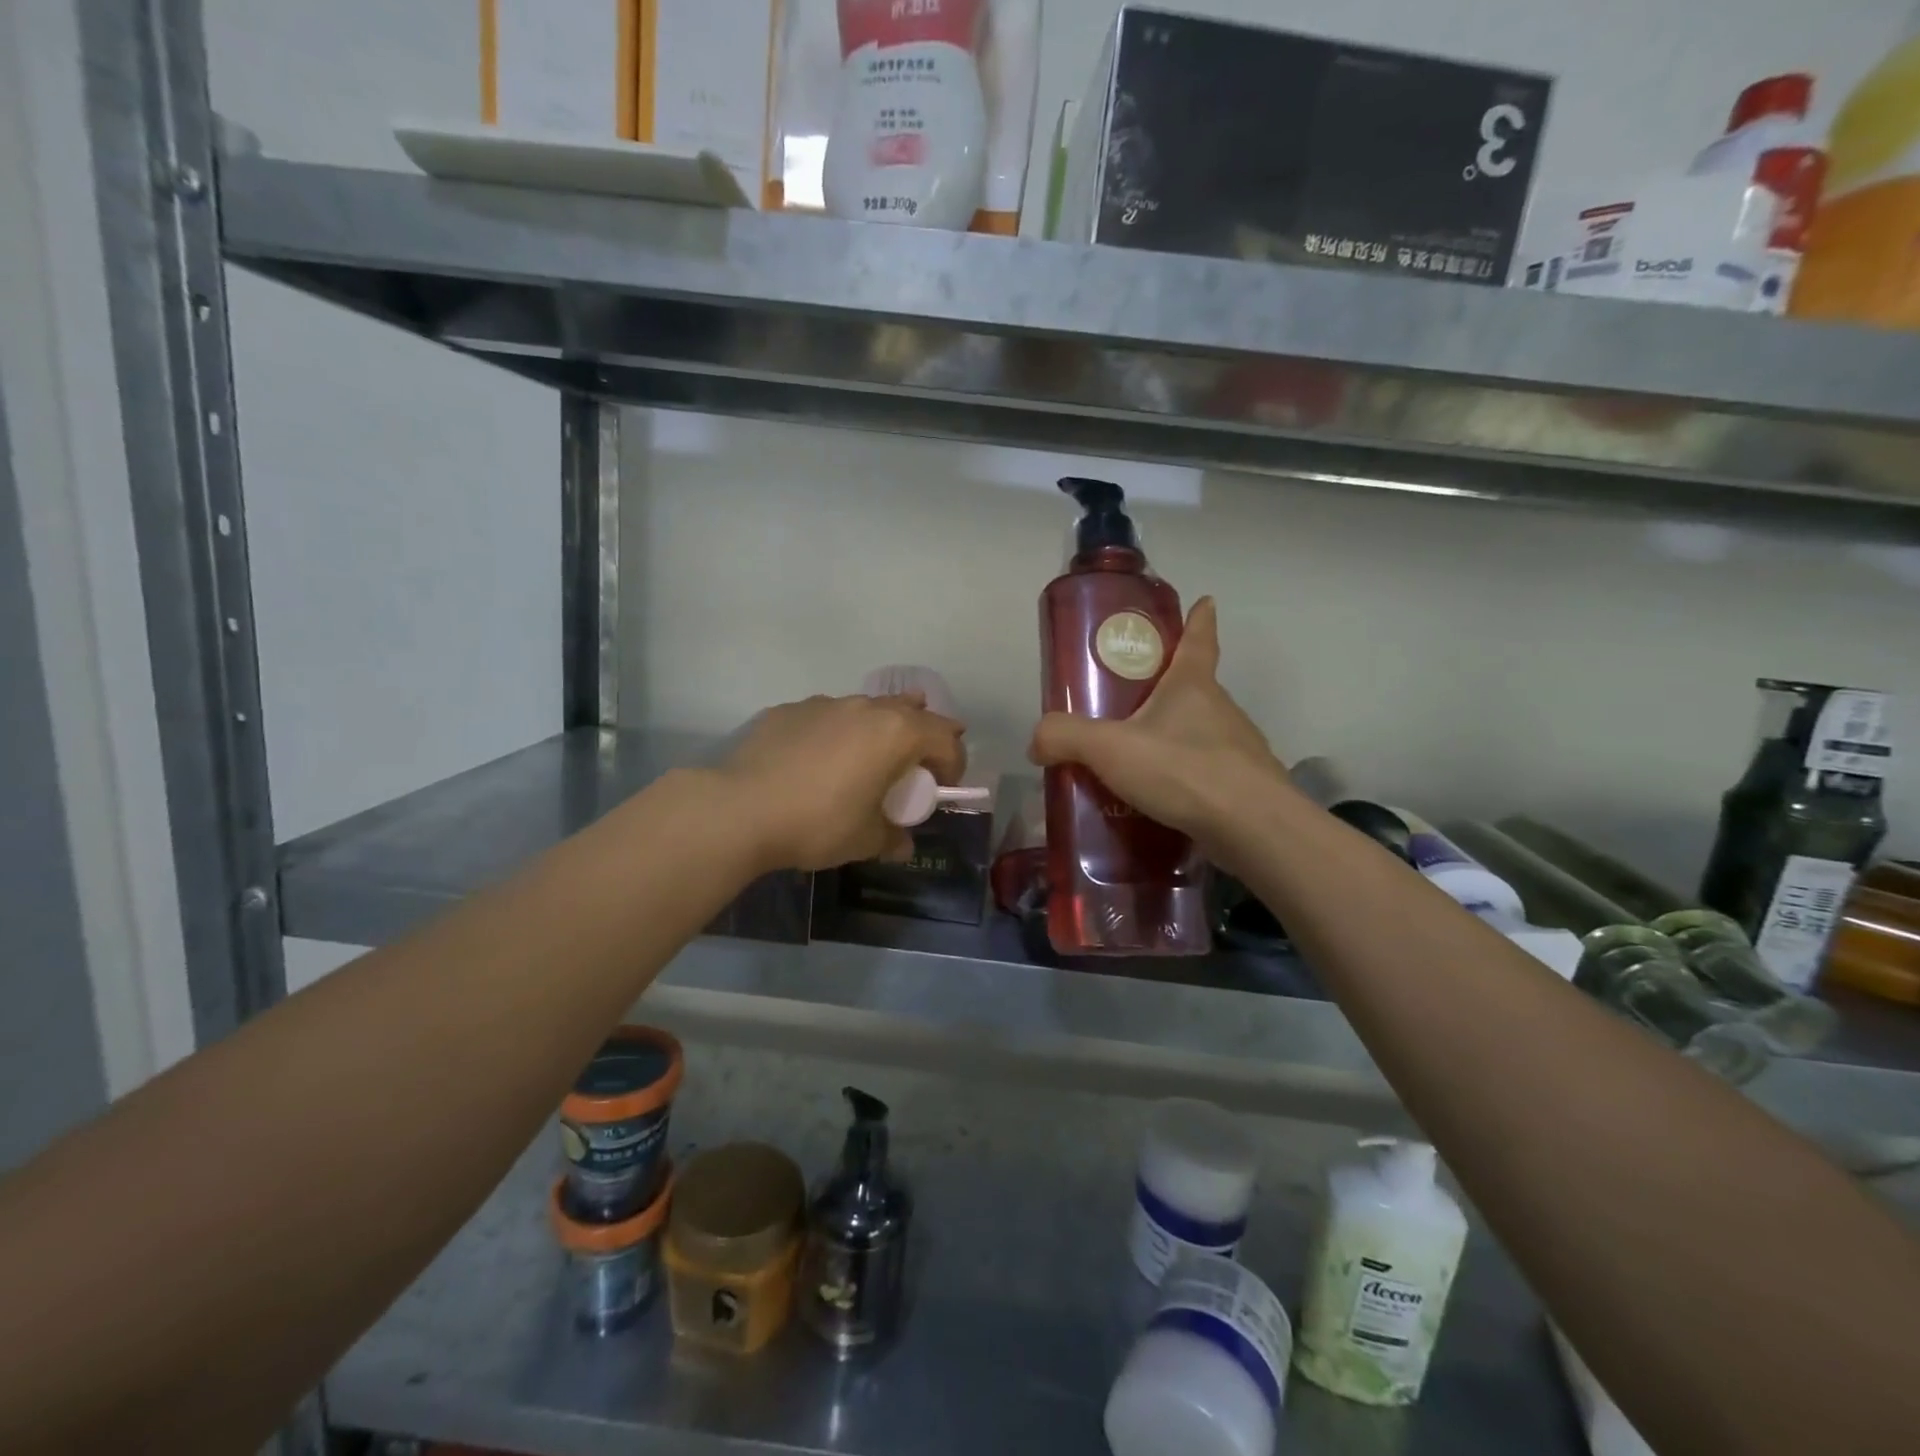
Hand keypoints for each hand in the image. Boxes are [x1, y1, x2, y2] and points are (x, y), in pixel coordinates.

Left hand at [718, 693, 967, 871]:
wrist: (740, 809)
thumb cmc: (818, 823)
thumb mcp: (865, 840)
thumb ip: (893, 838)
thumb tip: (902, 844)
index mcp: (896, 733)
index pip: (945, 739)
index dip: (953, 764)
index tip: (942, 788)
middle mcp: (865, 708)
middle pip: (911, 710)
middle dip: (921, 735)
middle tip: (914, 764)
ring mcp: (824, 704)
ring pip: (866, 708)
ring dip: (877, 730)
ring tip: (866, 759)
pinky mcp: (789, 709)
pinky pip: (826, 717)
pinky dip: (835, 733)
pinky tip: (815, 761)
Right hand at [1028, 597, 1288, 859]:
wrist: (1252, 827)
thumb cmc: (1183, 769)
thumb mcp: (1110, 748)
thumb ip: (1066, 738)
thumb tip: (1037, 741)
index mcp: (1192, 685)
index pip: (1198, 639)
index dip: (1199, 619)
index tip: (1205, 602)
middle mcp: (1221, 709)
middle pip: (1195, 688)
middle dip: (1169, 689)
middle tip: (1133, 701)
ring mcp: (1237, 749)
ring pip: (1201, 734)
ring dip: (1176, 739)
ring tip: (1139, 761)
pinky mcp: (1243, 787)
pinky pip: (1207, 774)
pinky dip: (1186, 779)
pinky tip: (1161, 801)